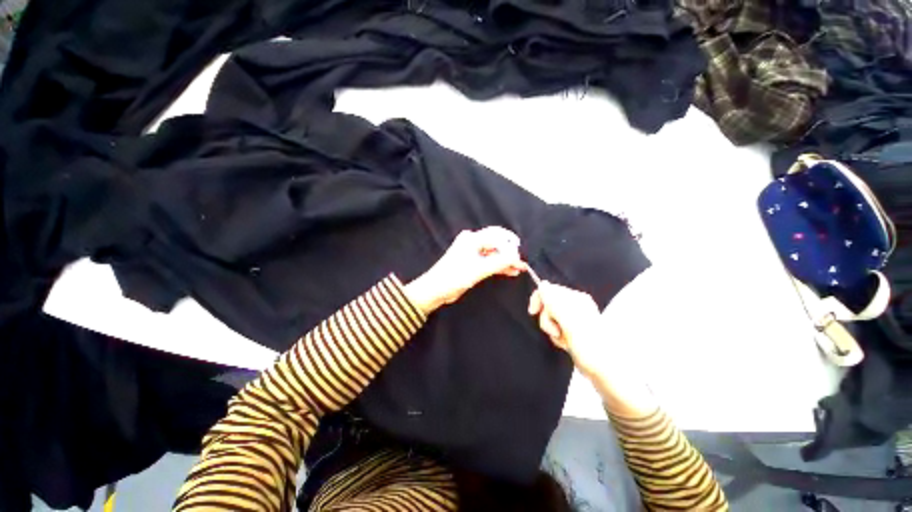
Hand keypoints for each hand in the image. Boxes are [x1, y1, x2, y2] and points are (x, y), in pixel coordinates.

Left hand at [404, 227, 527, 314]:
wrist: (436, 289)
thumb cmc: (454, 277)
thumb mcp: (479, 270)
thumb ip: (499, 262)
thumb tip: (517, 257)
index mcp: (472, 238)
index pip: (497, 237)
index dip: (510, 247)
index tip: (519, 259)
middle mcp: (472, 241)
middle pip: (496, 243)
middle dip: (509, 252)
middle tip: (521, 263)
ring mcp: (472, 252)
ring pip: (494, 253)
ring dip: (505, 260)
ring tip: (519, 268)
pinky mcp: (472, 262)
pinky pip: (489, 260)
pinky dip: (498, 265)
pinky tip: (510, 271)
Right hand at [527, 281, 602, 378]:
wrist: (604, 370)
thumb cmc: (590, 346)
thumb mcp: (568, 320)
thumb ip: (553, 300)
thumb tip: (542, 284)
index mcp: (576, 298)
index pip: (549, 289)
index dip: (538, 300)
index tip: (533, 312)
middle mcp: (575, 306)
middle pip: (547, 304)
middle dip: (547, 319)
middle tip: (556, 330)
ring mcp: (573, 319)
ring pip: (549, 318)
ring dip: (553, 330)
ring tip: (564, 339)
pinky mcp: (571, 331)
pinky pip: (555, 328)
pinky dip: (557, 337)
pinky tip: (566, 343)